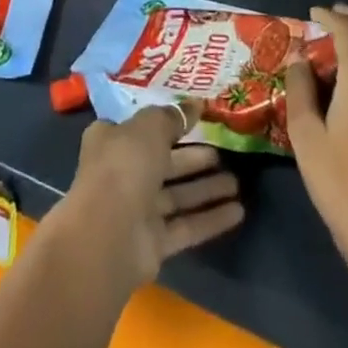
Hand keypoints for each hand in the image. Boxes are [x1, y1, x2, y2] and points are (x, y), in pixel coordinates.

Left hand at [58, 99, 243, 286]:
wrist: (108, 234)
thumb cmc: (125, 165)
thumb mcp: (150, 127)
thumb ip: (173, 116)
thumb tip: (195, 104)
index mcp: (112, 140)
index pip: (140, 127)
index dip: (165, 121)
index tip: (193, 118)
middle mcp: (123, 173)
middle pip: (164, 162)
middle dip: (194, 158)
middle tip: (224, 151)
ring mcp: (138, 210)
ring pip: (177, 195)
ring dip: (206, 188)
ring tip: (237, 182)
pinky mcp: (153, 242)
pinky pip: (186, 226)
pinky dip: (210, 218)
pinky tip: (238, 212)